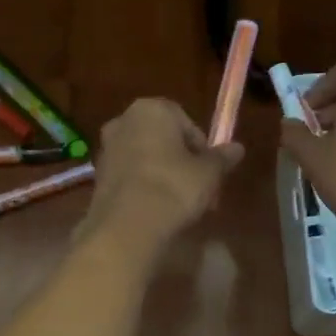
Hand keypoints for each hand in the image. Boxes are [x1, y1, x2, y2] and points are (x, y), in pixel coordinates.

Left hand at [75, 98, 242, 265]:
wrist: (127, 226)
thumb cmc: (173, 187)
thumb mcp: (208, 174)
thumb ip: (222, 158)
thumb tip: (238, 148)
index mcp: (152, 109)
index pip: (186, 122)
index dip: (201, 148)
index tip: (210, 171)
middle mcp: (123, 121)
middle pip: (163, 139)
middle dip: (182, 162)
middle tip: (199, 189)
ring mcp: (106, 148)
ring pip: (145, 158)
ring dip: (163, 175)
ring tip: (180, 204)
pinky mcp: (97, 176)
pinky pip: (130, 176)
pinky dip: (144, 187)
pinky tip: (157, 210)